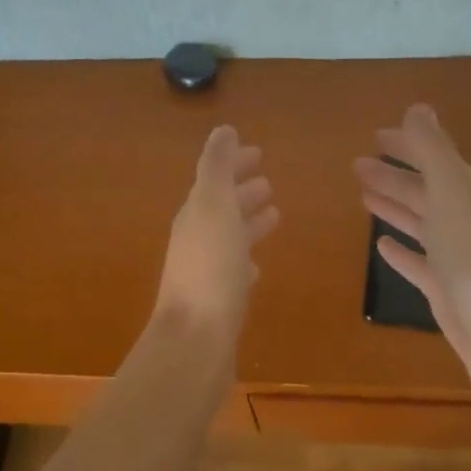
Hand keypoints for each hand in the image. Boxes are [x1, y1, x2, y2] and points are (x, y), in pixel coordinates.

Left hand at [156, 126, 279, 340]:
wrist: (195, 341)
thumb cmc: (210, 268)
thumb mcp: (214, 207)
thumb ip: (217, 167)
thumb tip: (223, 130)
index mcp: (196, 214)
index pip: (215, 179)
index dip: (234, 164)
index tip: (258, 153)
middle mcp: (197, 239)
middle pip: (222, 207)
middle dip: (243, 192)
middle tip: (268, 182)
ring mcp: (206, 271)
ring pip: (230, 237)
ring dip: (248, 222)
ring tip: (275, 214)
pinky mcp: (218, 301)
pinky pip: (234, 271)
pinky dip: (246, 260)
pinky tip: (256, 266)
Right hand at [354, 105, 470, 404]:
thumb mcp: (453, 194)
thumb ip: (433, 151)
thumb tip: (418, 107)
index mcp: (468, 195)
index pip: (435, 160)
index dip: (407, 146)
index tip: (375, 136)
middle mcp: (465, 222)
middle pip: (424, 191)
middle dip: (393, 176)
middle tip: (357, 166)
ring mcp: (457, 260)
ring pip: (420, 224)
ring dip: (394, 207)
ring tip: (363, 195)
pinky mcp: (447, 294)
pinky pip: (419, 264)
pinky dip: (401, 251)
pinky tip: (381, 246)